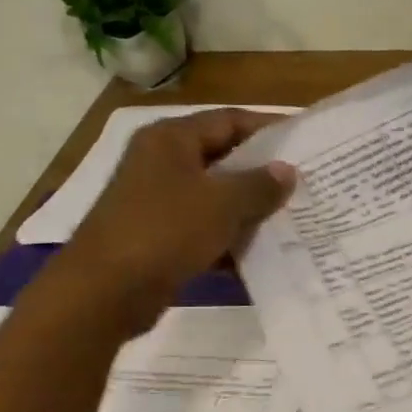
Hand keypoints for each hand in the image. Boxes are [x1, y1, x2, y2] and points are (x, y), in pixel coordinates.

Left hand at [53, 108, 295, 320]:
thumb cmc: (166, 231)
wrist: (106, 291)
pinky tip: (262, 251)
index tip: (306, 142)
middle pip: (223, 157)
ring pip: (215, 196)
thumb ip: (260, 185)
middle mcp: (162, 162)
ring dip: (249, 208)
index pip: (229, 120)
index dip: (269, 129)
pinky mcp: (159, 235)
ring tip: (292, 217)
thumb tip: (286, 171)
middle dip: (263, 172)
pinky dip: (230, 237)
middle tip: (305, 182)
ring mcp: (157, 200)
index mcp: (171, 139)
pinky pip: (204, 228)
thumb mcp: (222, 203)